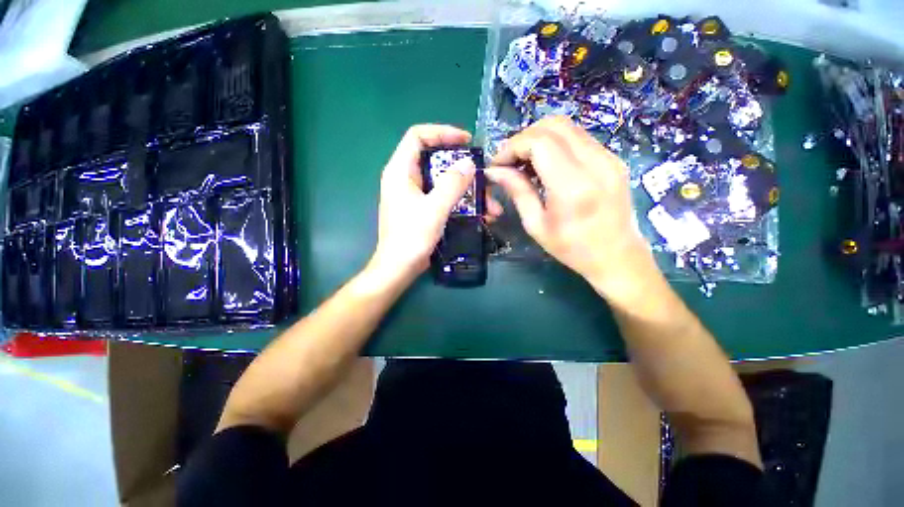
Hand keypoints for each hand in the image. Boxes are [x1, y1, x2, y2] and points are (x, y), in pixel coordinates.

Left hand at [368, 125, 482, 283]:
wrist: (399, 268)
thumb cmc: (411, 238)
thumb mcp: (434, 209)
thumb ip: (452, 185)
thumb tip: (469, 164)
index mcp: (400, 171)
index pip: (418, 136)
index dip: (442, 132)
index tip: (466, 141)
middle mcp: (405, 178)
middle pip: (434, 158)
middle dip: (461, 166)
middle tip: (481, 174)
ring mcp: (414, 194)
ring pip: (442, 180)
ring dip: (466, 189)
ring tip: (489, 203)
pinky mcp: (421, 208)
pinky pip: (442, 196)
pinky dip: (460, 201)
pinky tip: (479, 213)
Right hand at [487, 116, 659, 300]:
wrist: (617, 256)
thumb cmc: (572, 248)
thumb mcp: (536, 225)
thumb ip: (517, 191)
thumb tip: (495, 170)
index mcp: (573, 186)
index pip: (538, 142)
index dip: (512, 147)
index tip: (498, 164)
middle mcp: (595, 162)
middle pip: (553, 125)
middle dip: (523, 138)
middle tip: (510, 161)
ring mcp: (609, 157)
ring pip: (566, 126)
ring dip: (539, 139)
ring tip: (525, 163)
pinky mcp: (612, 158)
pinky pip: (578, 137)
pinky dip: (555, 143)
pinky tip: (546, 165)